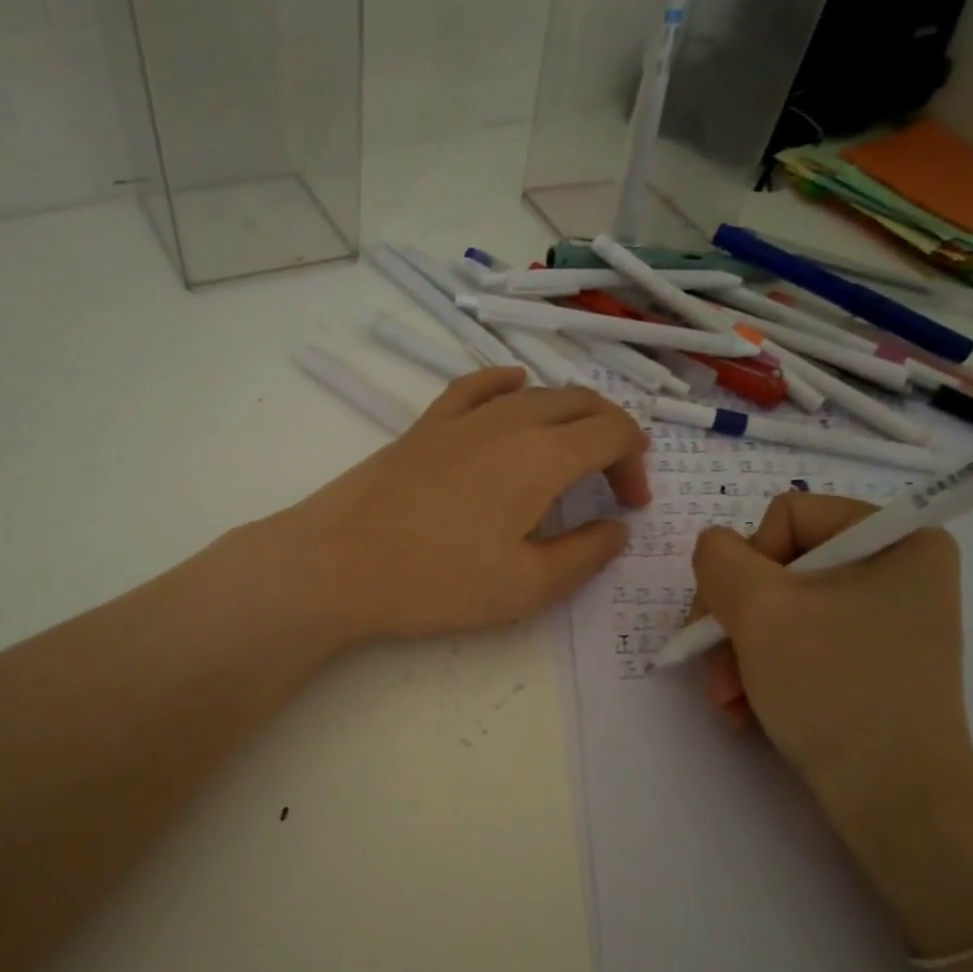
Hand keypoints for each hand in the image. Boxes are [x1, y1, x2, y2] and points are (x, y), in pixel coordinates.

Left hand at [282, 366, 649, 641]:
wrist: (338, 563)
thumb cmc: (436, 582)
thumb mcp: (525, 587)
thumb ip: (584, 556)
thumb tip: (617, 530)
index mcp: (541, 456)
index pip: (611, 433)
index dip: (634, 464)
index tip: (630, 507)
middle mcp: (508, 421)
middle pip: (580, 404)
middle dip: (611, 436)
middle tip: (615, 483)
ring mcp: (462, 417)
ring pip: (535, 393)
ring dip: (570, 416)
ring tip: (574, 451)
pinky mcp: (426, 424)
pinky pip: (478, 386)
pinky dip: (508, 384)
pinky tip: (515, 388)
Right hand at [690, 492, 972, 827]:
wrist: (894, 802)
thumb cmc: (834, 688)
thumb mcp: (760, 609)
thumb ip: (719, 558)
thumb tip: (715, 552)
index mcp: (897, 538)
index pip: (788, 515)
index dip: (747, 563)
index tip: (735, 618)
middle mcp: (897, 571)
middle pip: (777, 567)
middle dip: (734, 621)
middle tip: (714, 670)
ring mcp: (883, 621)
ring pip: (779, 611)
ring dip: (738, 653)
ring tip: (727, 699)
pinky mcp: (868, 663)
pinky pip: (797, 645)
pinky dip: (762, 673)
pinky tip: (745, 710)